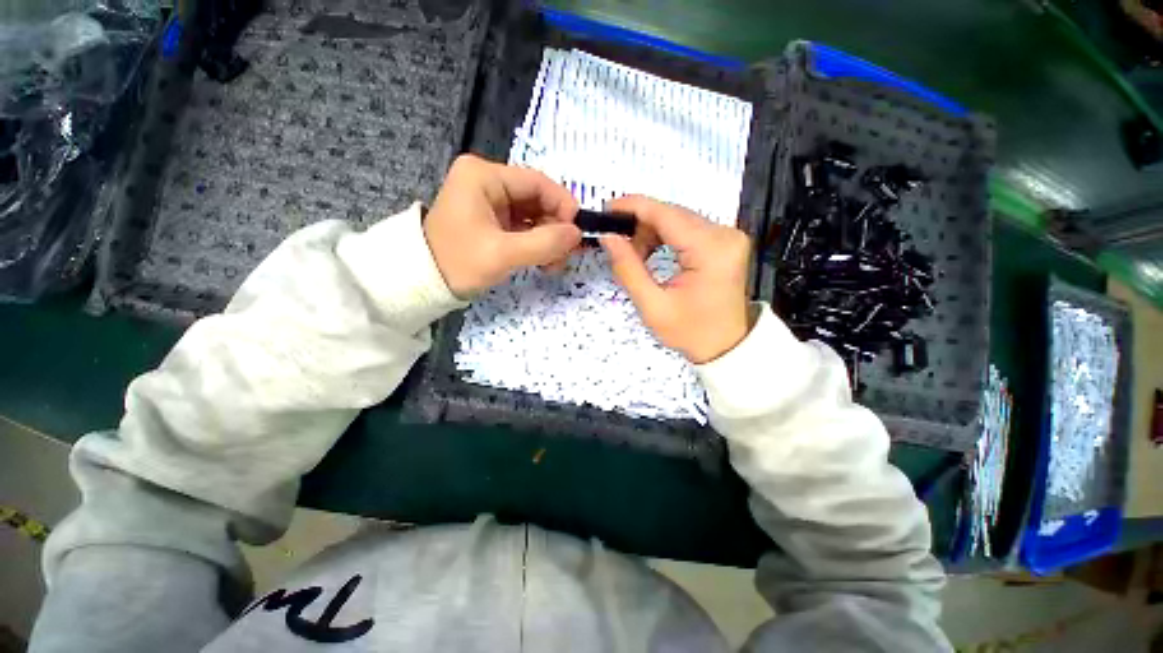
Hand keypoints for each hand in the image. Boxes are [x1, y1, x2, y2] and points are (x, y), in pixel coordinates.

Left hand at [424, 155, 581, 297]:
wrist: (423, 283)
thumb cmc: (459, 263)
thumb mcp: (503, 254)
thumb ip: (544, 243)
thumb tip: (577, 234)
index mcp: (484, 176)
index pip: (537, 182)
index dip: (562, 205)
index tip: (577, 233)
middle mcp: (487, 181)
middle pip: (537, 199)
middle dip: (555, 228)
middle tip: (565, 256)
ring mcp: (490, 201)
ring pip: (533, 215)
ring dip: (548, 239)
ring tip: (553, 264)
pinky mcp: (492, 220)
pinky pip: (524, 227)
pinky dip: (536, 243)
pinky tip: (543, 261)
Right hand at [600, 196, 752, 363]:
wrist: (726, 346)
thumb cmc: (690, 332)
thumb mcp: (652, 306)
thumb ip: (628, 268)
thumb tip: (607, 236)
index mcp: (710, 249)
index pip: (666, 214)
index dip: (633, 207)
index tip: (606, 210)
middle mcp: (724, 234)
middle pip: (672, 213)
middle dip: (640, 224)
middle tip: (617, 243)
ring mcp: (728, 236)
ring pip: (678, 219)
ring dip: (651, 231)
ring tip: (635, 255)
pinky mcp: (725, 241)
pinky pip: (688, 228)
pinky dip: (665, 236)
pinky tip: (652, 252)